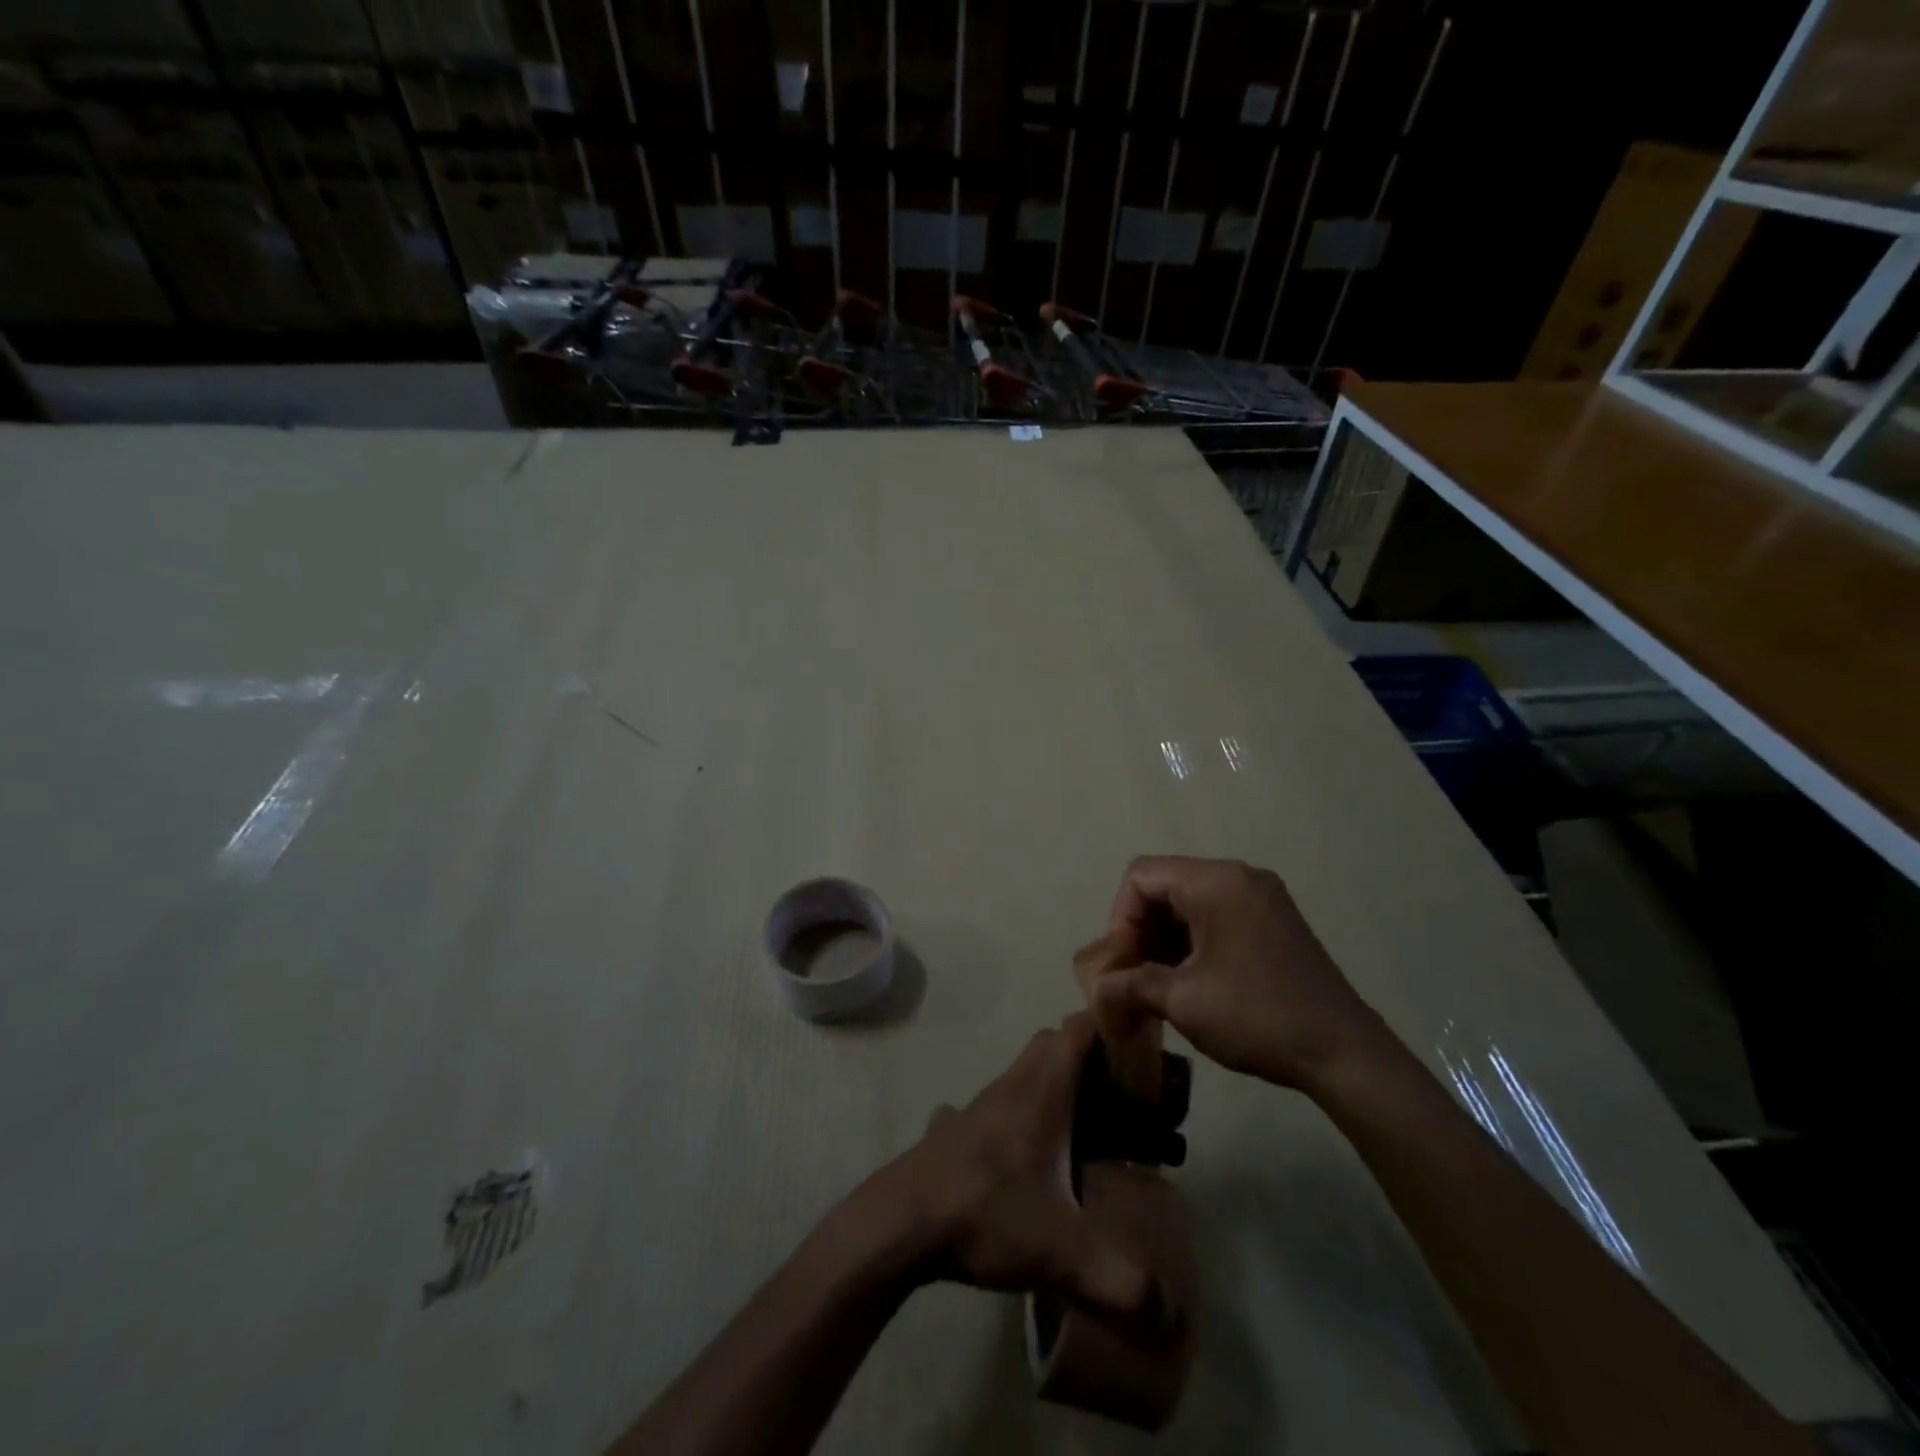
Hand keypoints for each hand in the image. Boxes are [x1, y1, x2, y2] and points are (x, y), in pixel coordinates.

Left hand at [862, 1014, 1168, 1331]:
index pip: (1079, 1028)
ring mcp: (981, 1103)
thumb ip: (1120, 1282)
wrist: (900, 1222)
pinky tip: (1028, 1156)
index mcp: (1042, 1090)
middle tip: (1123, 1096)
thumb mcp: (1060, 1253)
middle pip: (1054, 1044)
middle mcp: (1012, 1084)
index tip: (1142, 1049)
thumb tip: (1168, 1312)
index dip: (1110, 1025)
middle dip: (1090, 1056)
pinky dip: (1021, 1113)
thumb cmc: (985, 1213)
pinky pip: (999, 1105)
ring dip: (1055, 1085)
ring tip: (1085, 1129)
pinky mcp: (958, 1128)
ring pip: (1025, 1072)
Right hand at [1094, 856, 1384, 1091]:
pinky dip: (1192, 940)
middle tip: (1133, 976)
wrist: (1344, 1054)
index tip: (1122, 963)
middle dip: (1140, 929)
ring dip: (1164, 938)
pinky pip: (1215, 914)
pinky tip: (1187, 980)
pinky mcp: (1273, 919)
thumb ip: (1129, 984)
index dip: (1120, 917)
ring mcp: (1261, 896)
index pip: (1141, 876)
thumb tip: (1096, 989)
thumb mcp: (1182, 1001)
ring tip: (1155, 983)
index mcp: (1216, 882)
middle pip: (1165, 885)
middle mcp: (1239, 876)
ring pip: (1188, 901)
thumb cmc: (1256, 1017)